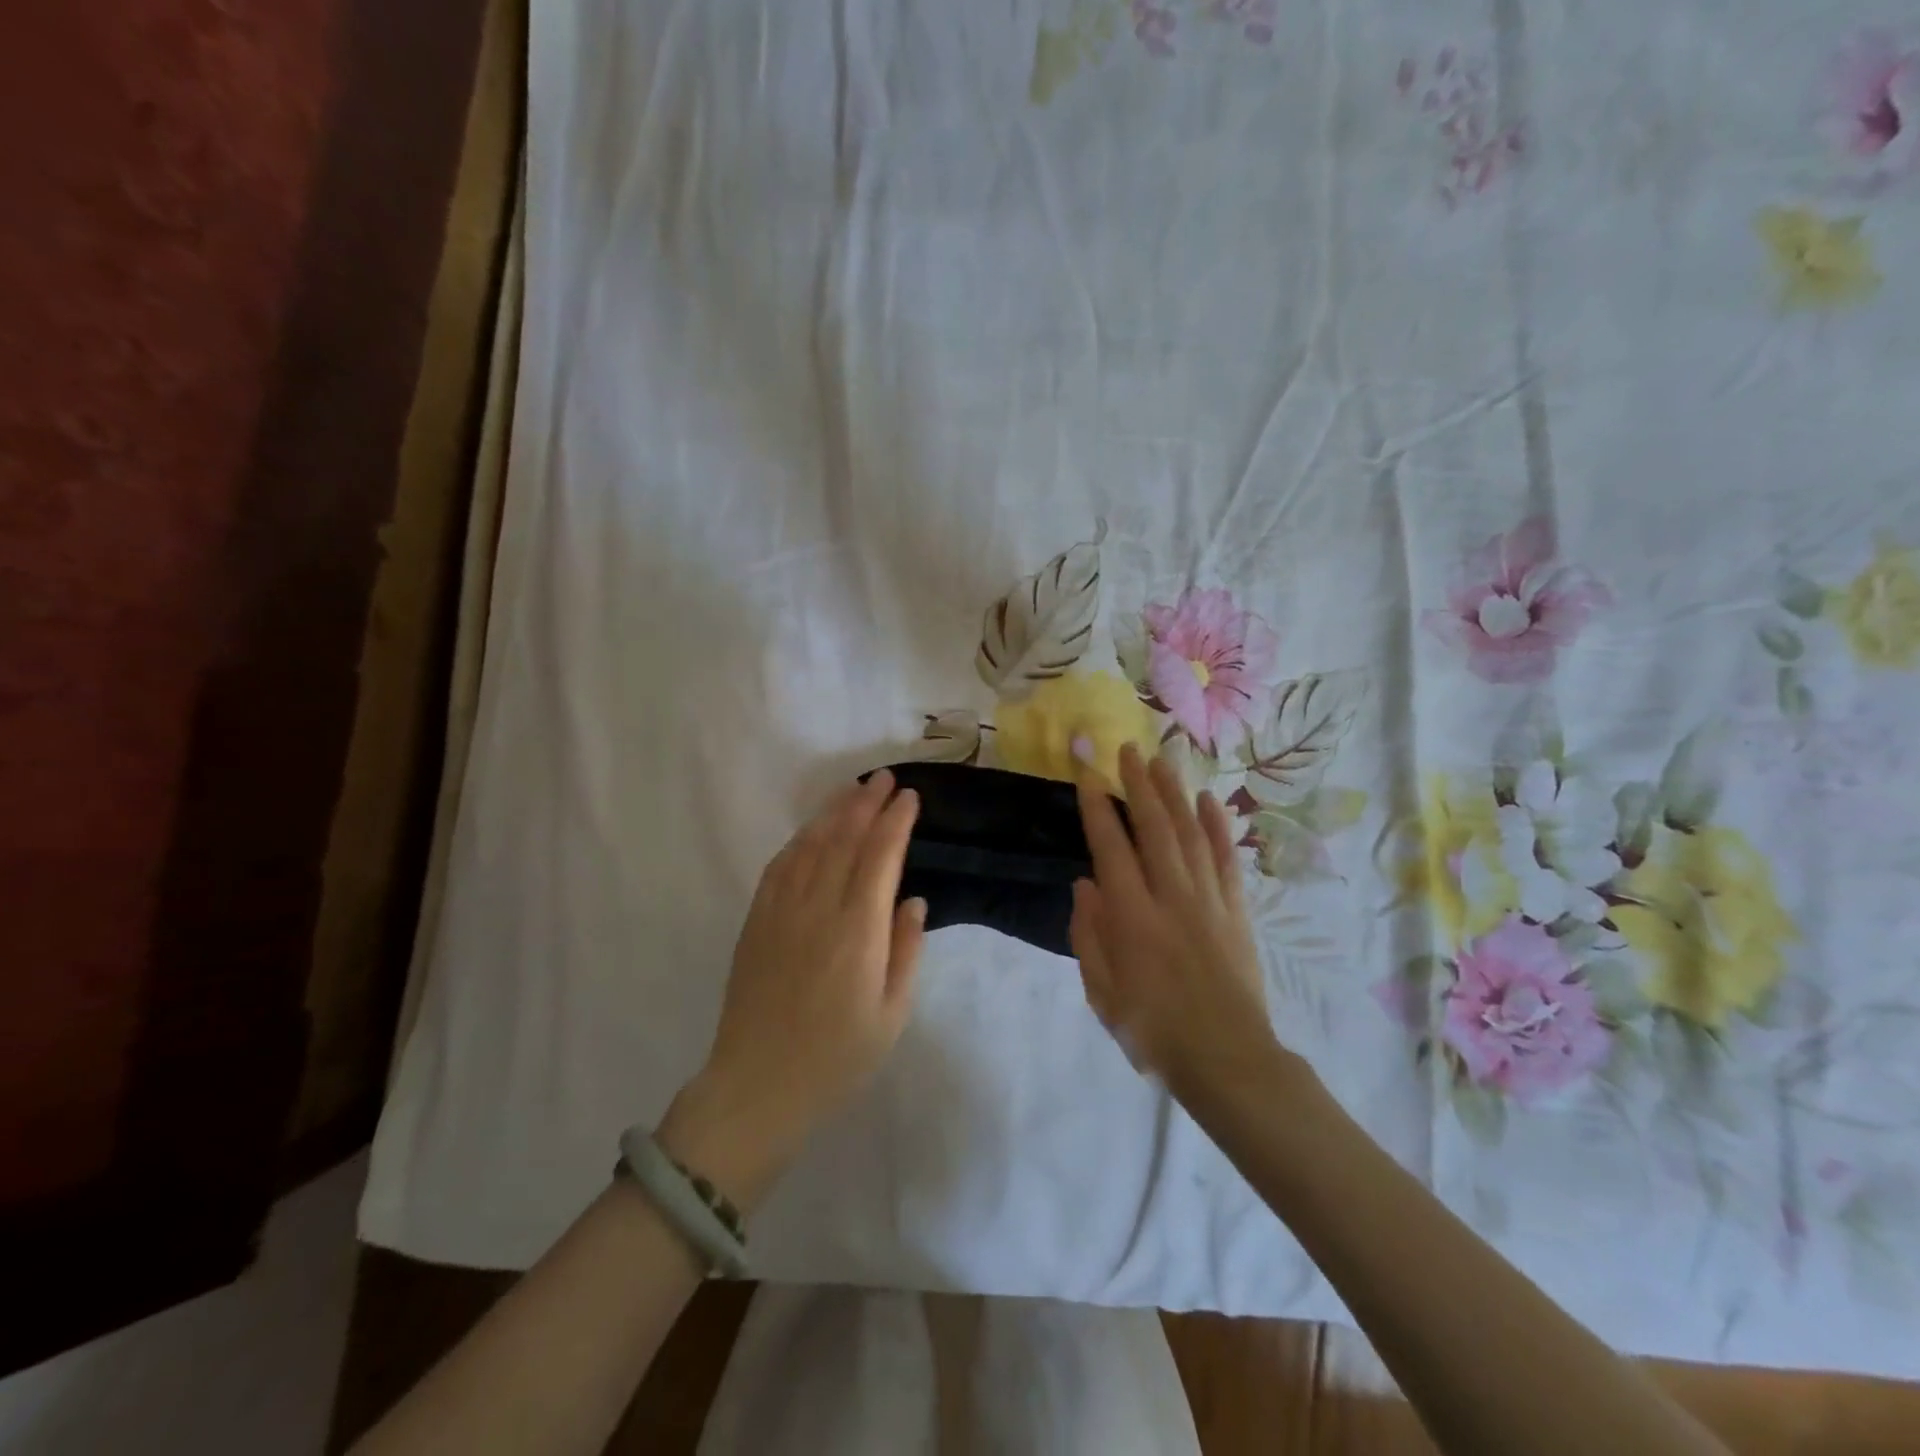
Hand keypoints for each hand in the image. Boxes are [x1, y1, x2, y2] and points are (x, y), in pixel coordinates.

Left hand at [661, 770, 926, 1206]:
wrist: (757, 1086)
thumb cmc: (836, 1058)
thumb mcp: (891, 1015)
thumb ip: (905, 951)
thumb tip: (911, 901)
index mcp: (858, 932)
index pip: (880, 857)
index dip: (896, 822)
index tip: (909, 797)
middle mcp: (819, 909)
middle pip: (845, 840)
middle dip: (867, 804)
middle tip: (885, 778)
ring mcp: (781, 912)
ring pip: (811, 845)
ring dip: (834, 812)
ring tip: (854, 789)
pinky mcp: (756, 922)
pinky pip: (779, 867)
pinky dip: (800, 840)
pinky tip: (812, 830)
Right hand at [1071, 744, 1274, 1097]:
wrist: (1228, 1059)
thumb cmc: (1154, 1030)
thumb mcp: (1103, 992)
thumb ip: (1090, 934)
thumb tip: (1086, 883)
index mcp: (1133, 917)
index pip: (1111, 847)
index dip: (1098, 808)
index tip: (1088, 775)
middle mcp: (1171, 896)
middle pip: (1154, 828)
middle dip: (1138, 784)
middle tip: (1126, 749)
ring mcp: (1209, 900)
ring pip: (1190, 833)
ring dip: (1174, 793)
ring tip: (1161, 760)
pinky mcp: (1237, 910)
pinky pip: (1227, 858)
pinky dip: (1218, 826)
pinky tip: (1209, 800)